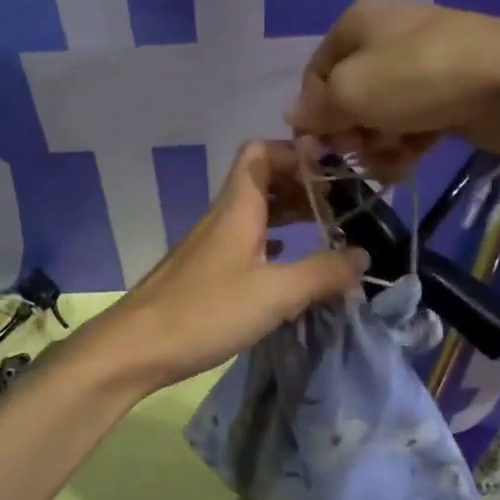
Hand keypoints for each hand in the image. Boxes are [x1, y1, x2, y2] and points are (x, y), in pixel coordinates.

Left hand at [83, 142, 367, 391]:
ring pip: (255, 211)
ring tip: (325, 231)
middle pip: (263, 179)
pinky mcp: (206, 270)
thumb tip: (363, 256)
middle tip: (340, 206)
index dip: (297, 152)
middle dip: (302, 185)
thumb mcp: (274, 294)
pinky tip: (289, 262)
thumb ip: (322, 273)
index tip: (334, 172)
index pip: (262, 152)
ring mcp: (212, 243)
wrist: (137, 347)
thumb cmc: (206, 311)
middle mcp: (224, 216)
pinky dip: (273, 241)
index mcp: (238, 207)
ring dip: (289, 214)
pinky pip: (246, 239)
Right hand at [286, 0, 499, 179]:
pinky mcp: (447, 91)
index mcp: (356, 24)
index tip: (324, 148)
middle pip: (347, 97)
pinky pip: (411, 122)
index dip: (314, 115)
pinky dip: (406, 144)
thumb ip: (316, 107)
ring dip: (378, 145)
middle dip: (351, 132)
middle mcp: (385, 37)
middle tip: (364, 152)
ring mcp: (420, 64)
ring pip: (379, 115)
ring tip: (393, 161)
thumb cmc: (419, 78)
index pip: (314, 75)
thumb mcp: (352, 91)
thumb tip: (293, 115)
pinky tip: (412, 162)